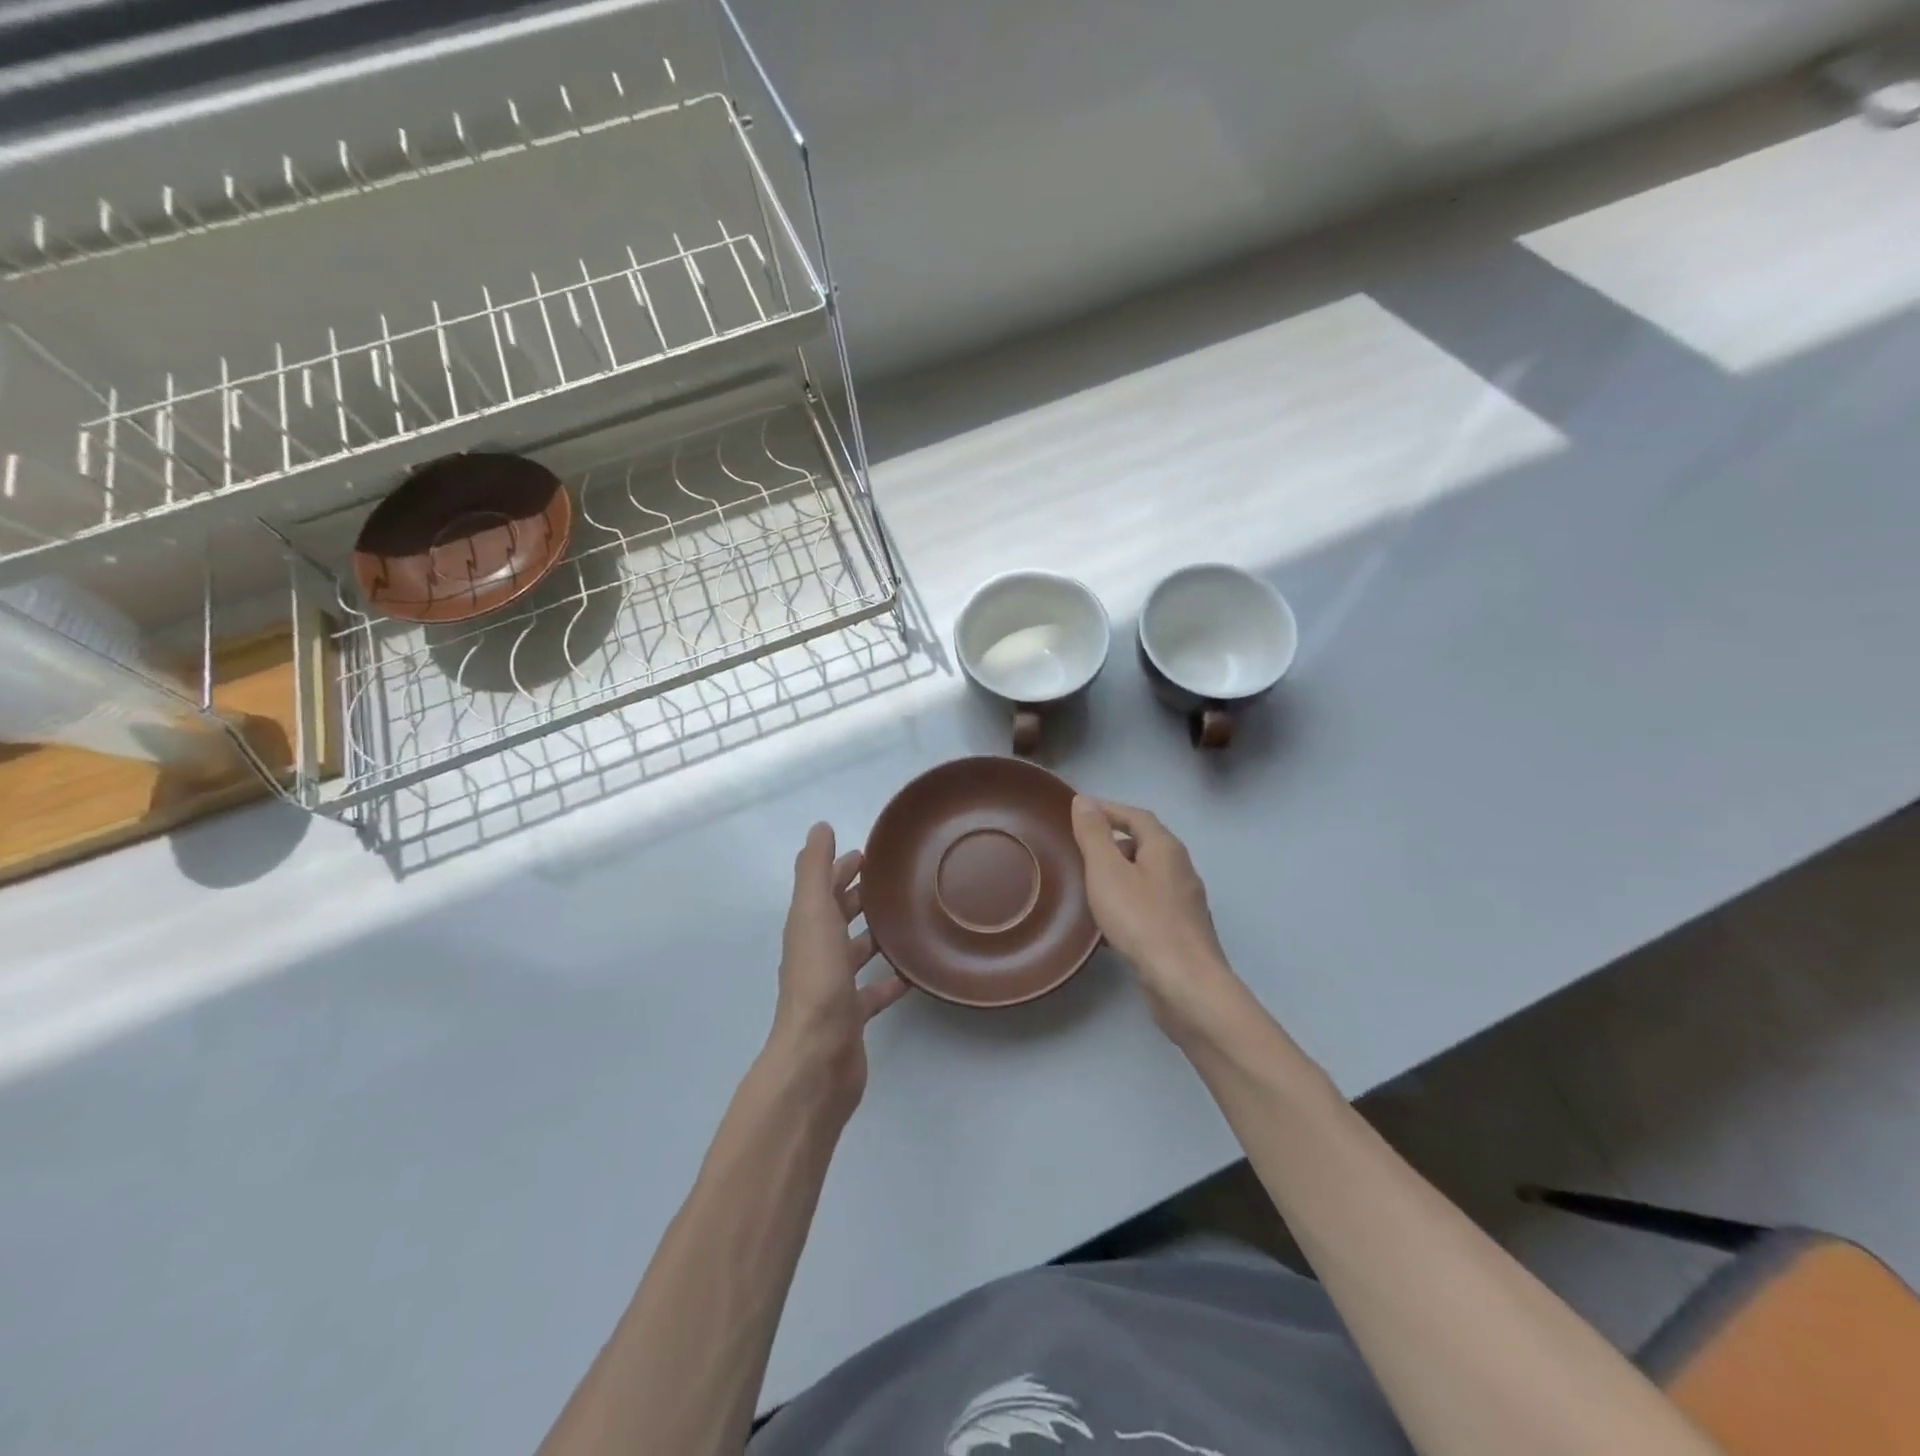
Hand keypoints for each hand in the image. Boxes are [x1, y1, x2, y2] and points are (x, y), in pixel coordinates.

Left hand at [770, 823, 910, 1111]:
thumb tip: (820, 828)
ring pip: (855, 953)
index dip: (841, 869)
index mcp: (806, 929)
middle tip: (895, 881)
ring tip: (909, 919)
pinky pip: (874, 992)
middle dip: (860, 897)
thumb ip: (816, 871)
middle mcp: (817, 955)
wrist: (817, 1058)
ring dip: (875, 935)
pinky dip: (890, 981)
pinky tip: (913, 973)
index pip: (824, 890)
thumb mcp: (814, 914)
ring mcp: (834, 988)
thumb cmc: (817, 980)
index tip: (869, 853)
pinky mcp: (852, 1017)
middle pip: (838, 918)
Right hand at [1070, 796, 1243, 1039]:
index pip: (1136, 815)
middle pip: (1146, 843)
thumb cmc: (1142, 921)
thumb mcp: (1107, 871)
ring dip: (1122, 873)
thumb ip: (1095, 835)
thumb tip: (1084, 800)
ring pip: (1149, 875)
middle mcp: (1181, 869)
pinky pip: (1151, 903)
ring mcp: (1186, 902)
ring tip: (1091, 883)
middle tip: (1081, 848)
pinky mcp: (1183, 930)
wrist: (1185, 984)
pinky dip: (1129, 900)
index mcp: (1165, 848)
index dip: (1109, 810)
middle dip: (1114, 841)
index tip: (1080, 812)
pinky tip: (1111, 920)